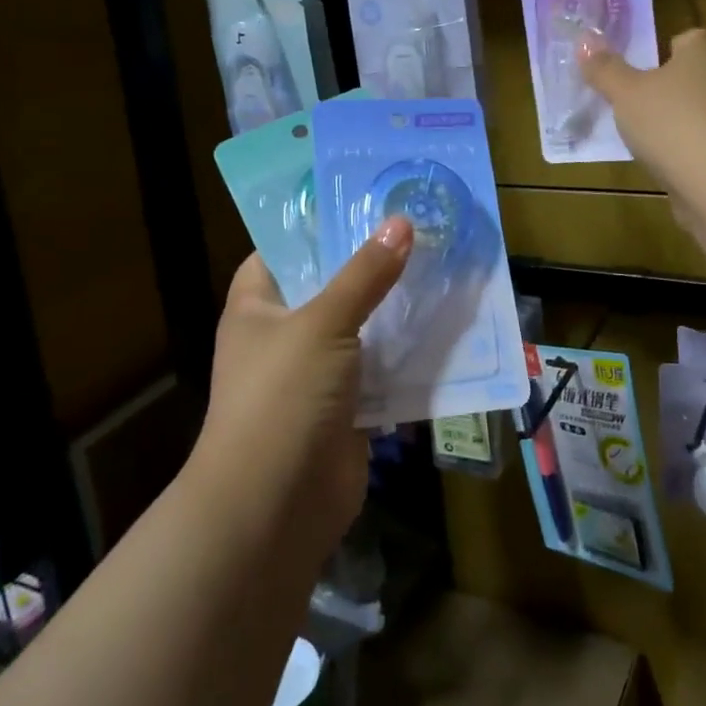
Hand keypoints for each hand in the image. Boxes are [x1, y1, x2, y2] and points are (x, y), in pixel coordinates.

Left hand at [197, 218, 413, 556]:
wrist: (276, 505)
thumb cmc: (283, 397)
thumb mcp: (323, 323)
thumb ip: (365, 274)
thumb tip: (401, 223)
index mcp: (258, 306)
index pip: (282, 251)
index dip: (317, 225)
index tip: (363, 200)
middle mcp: (284, 335)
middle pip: (331, 287)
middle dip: (372, 265)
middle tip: (420, 228)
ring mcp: (317, 374)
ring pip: (363, 329)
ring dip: (397, 309)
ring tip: (443, 267)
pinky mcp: (347, 408)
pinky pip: (382, 370)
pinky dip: (408, 355)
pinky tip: (447, 326)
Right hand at [580, 28, 705, 217]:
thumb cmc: (671, 122)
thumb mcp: (625, 93)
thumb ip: (605, 69)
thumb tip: (584, 40)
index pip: (684, 39)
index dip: (657, 53)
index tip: (634, 74)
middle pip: (689, 76)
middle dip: (662, 90)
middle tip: (629, 106)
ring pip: (696, 110)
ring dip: (673, 122)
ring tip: (642, 139)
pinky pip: (703, 140)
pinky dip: (685, 149)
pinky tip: (664, 163)